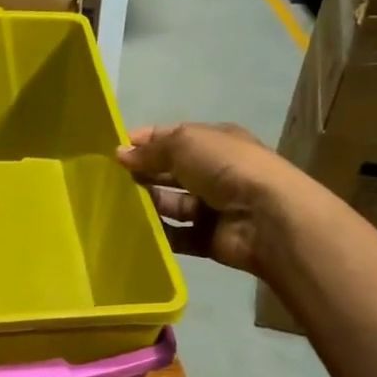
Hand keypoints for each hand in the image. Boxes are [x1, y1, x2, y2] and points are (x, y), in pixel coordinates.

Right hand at [117, 123, 289, 279]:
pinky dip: (159, 234)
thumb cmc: (227, 168)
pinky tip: (134, 231)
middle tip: (109, 179)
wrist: (267, 218)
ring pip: (172, 204)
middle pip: (171, 171)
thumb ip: (151, 150)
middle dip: (143, 173)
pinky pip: (177, 236)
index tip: (114, 150)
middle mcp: (215, 172)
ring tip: (116, 205)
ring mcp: (213, 207)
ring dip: (148, 203)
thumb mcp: (185, 144)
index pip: (174, 137)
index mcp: (215, 142)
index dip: (145, 141)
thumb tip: (121, 153)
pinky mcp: (209, 239)